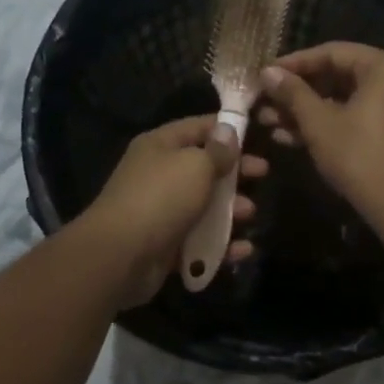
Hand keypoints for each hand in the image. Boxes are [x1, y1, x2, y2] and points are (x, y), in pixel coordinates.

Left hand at [76, 115, 267, 307]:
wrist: (120, 255)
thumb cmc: (161, 198)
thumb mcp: (196, 166)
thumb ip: (217, 151)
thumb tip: (228, 131)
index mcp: (160, 146)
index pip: (198, 127)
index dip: (228, 129)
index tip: (258, 135)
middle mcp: (159, 174)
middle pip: (204, 168)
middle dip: (235, 172)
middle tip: (263, 174)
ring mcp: (161, 211)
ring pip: (203, 206)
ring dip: (231, 210)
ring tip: (250, 214)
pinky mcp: (165, 245)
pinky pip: (199, 240)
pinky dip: (221, 244)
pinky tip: (243, 249)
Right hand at [256, 42, 383, 220]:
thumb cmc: (359, 155)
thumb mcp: (318, 122)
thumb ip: (292, 93)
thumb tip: (268, 72)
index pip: (332, 52)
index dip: (294, 63)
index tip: (265, 75)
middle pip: (338, 76)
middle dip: (298, 93)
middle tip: (265, 102)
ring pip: (344, 100)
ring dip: (307, 111)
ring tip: (270, 123)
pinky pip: (357, 117)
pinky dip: (328, 124)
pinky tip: (292, 138)